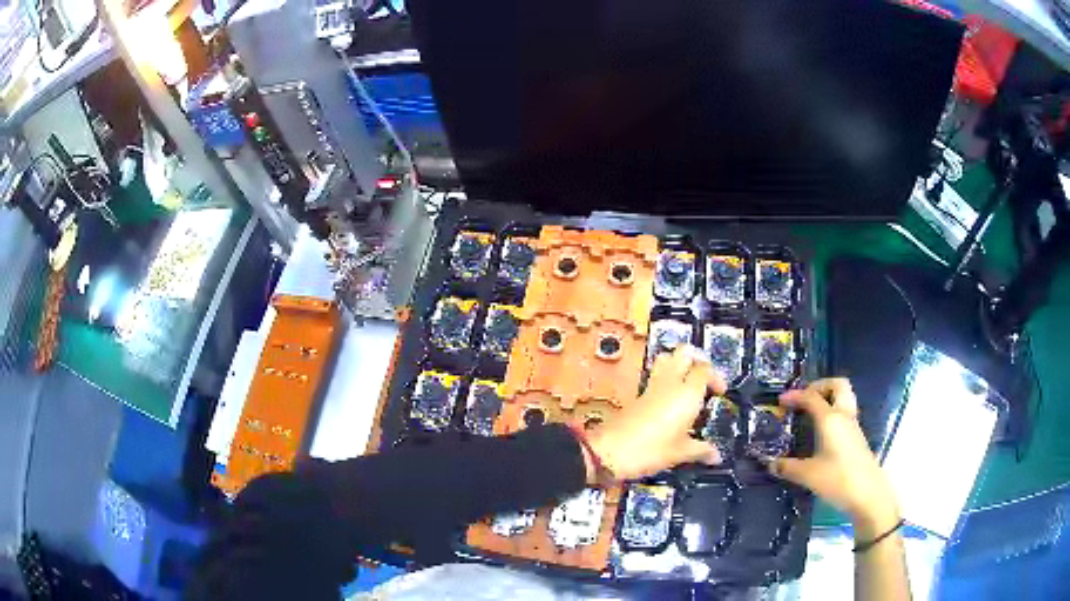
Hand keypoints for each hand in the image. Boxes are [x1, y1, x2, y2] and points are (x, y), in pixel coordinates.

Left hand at [583, 345, 725, 482]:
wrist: (608, 452)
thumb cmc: (650, 451)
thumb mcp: (680, 453)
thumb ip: (701, 450)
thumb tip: (716, 455)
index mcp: (686, 393)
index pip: (705, 369)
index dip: (715, 377)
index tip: (720, 393)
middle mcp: (670, 383)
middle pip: (685, 352)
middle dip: (697, 359)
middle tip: (705, 379)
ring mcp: (652, 386)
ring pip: (667, 359)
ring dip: (679, 365)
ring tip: (688, 385)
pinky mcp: (638, 394)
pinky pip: (656, 376)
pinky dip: (666, 379)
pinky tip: (671, 401)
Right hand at [769, 379, 899, 538]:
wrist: (868, 493)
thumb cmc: (838, 479)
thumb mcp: (808, 475)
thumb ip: (788, 467)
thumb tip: (771, 464)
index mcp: (830, 419)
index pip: (812, 397)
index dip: (795, 395)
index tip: (781, 401)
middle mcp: (843, 416)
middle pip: (837, 385)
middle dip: (820, 386)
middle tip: (805, 398)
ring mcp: (853, 426)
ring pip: (844, 397)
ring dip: (829, 398)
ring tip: (813, 411)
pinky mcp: (856, 437)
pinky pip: (845, 413)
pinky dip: (833, 413)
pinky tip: (822, 431)